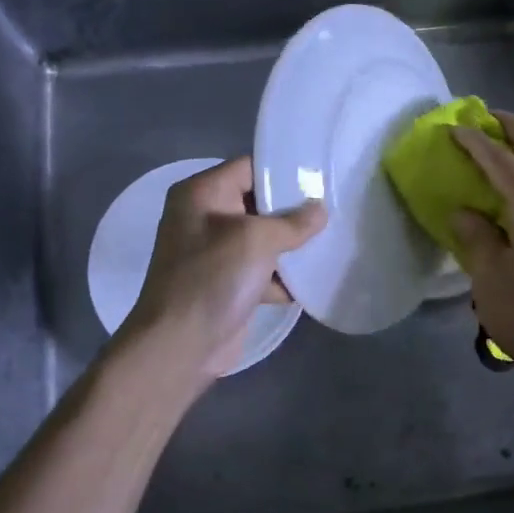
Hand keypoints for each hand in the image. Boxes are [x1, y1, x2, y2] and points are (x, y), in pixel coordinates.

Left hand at [123, 157, 326, 383]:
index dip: (284, 171)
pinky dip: (283, 276)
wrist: (180, 345)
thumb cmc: (213, 278)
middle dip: (294, 211)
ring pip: (263, 238)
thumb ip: (293, 222)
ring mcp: (215, 252)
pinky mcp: (228, 283)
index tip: (321, 178)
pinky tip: (312, 279)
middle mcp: (205, 217)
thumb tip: (320, 210)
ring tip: (331, 241)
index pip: (249, 167)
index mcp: (202, 193)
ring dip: (292, 246)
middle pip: (259, 202)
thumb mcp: (256, 240)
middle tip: (333, 209)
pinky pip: (262, 269)